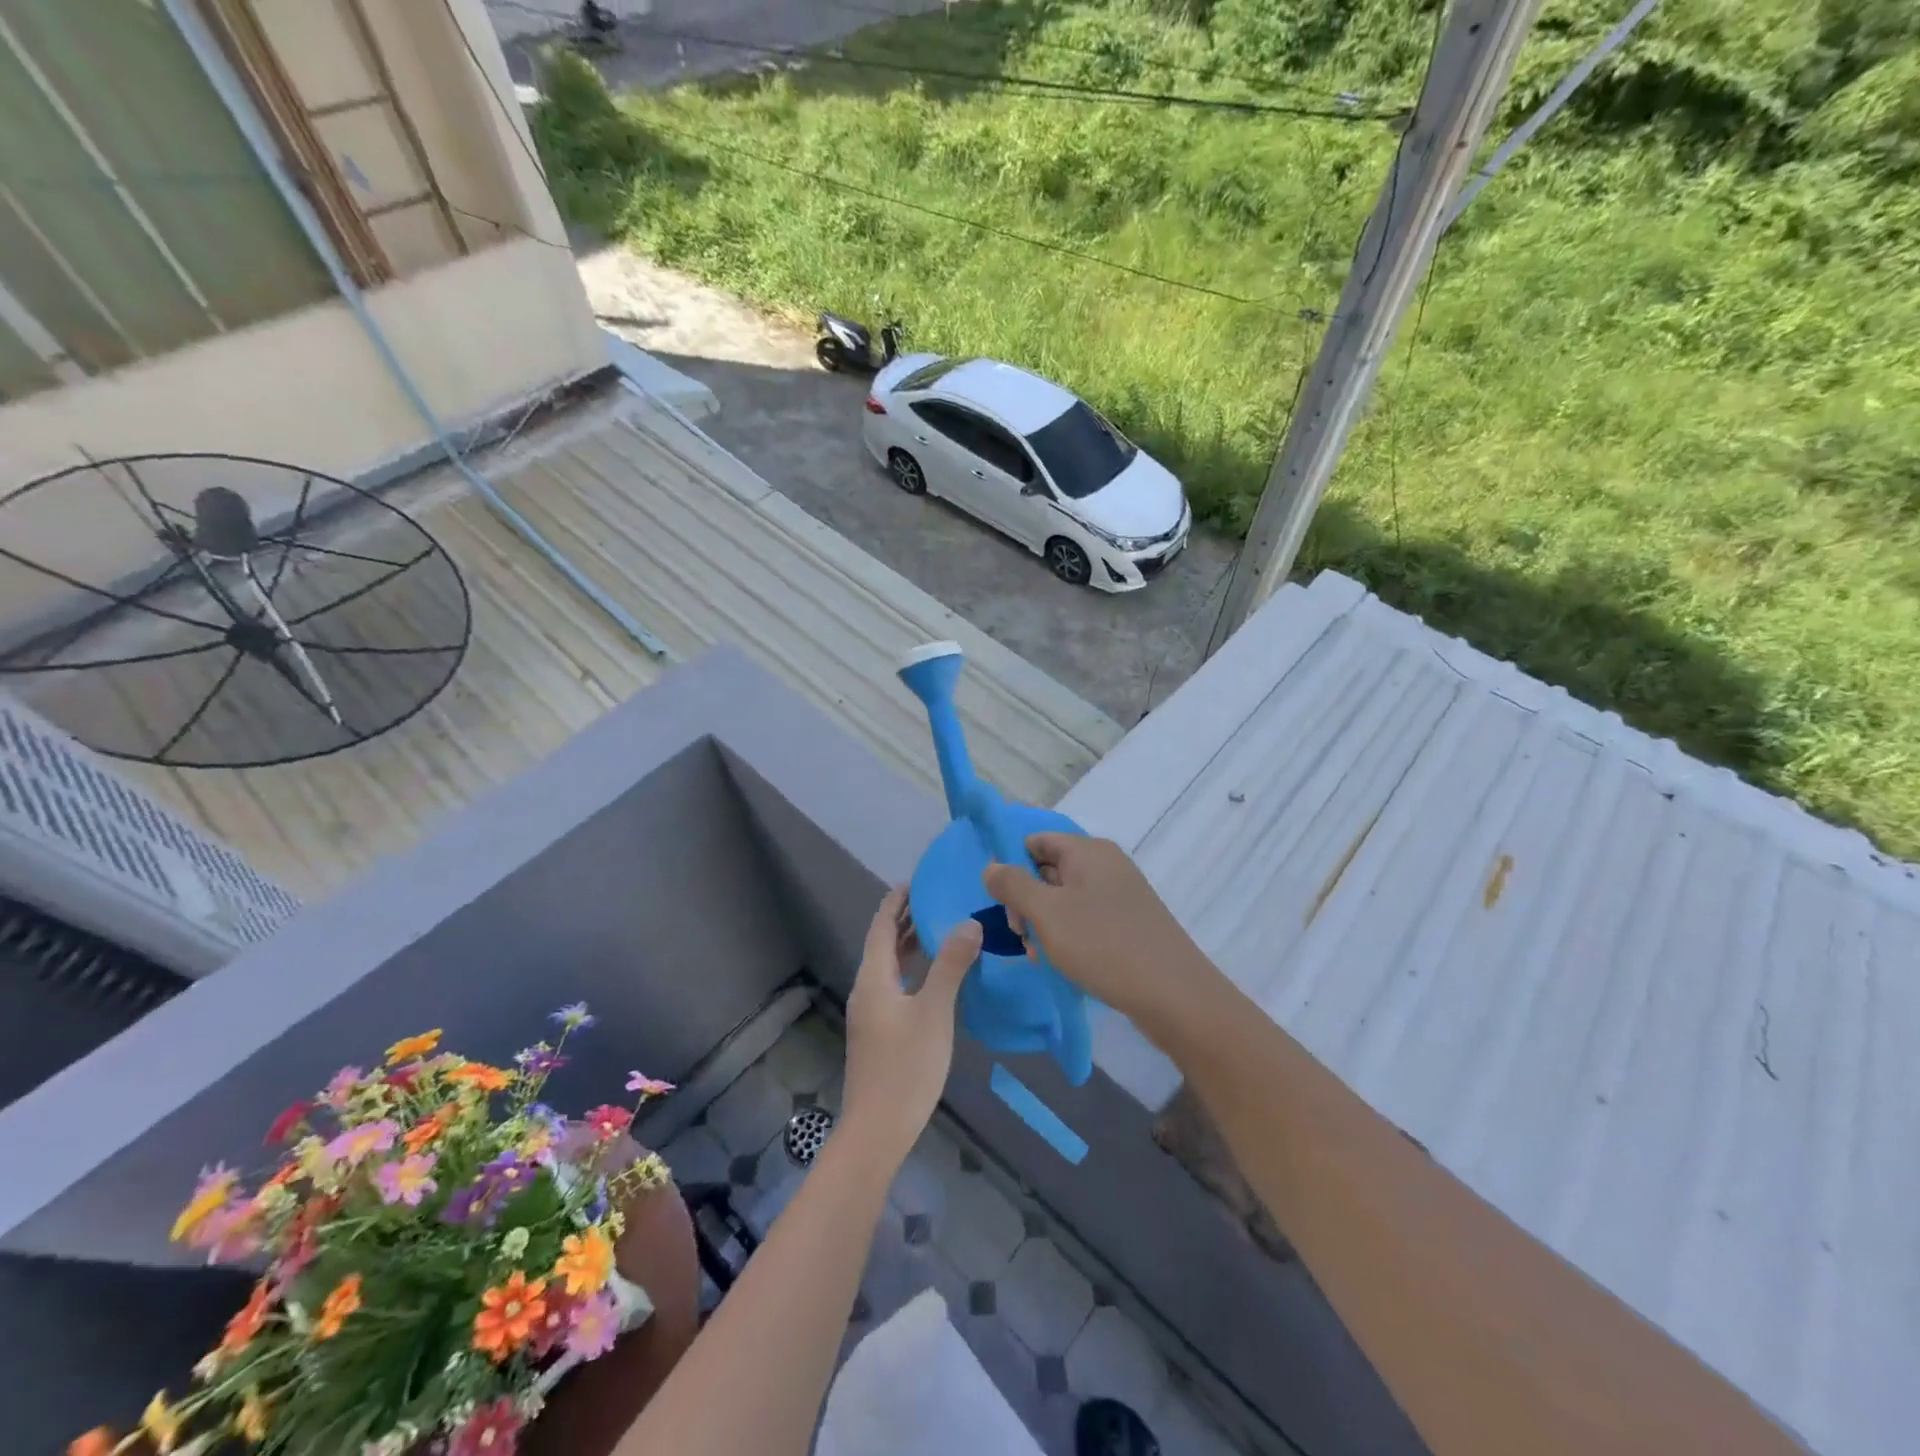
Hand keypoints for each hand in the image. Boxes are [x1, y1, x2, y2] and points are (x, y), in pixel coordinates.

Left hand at [839, 887, 981, 1165]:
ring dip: (911, 945)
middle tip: (939, 899)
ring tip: (942, 928)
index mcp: (873, 977)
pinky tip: (938, 976)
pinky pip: (896, 986)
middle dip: (907, 919)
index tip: (918, 880)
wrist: (877, 1130)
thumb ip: (951, 965)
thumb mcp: (934, 1011)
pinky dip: (914, 970)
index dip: (896, 901)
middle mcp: (868, 989)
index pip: (881, 926)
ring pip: (890, 967)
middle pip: (884, 944)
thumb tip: (968, 922)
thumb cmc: (905, 1066)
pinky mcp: (880, 1033)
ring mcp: (872, 1013)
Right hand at [982, 834, 1218, 1045]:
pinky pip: (1086, 918)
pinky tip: (1063, 963)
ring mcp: (1120, 894)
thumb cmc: (1103, 945)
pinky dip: (1068, 936)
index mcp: (1088, 851)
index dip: (1012, 866)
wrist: (1173, 994)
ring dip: (1045, 924)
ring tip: (1041, 956)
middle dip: (1027, 901)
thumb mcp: (1047, 913)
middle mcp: (1105, 864)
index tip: (1003, 902)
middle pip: (1048, 869)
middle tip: (1022, 936)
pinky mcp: (1129, 922)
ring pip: (1064, 898)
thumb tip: (991, 865)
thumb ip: (1013, 885)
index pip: (1035, 841)